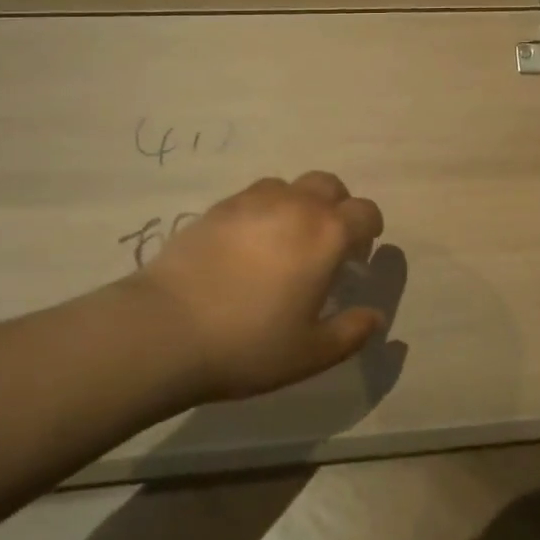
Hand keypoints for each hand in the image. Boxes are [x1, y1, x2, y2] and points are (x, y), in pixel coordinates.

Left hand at [129, 172, 386, 401]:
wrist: (165, 329)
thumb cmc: (248, 344)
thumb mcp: (310, 354)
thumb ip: (351, 333)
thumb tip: (374, 317)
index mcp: (327, 235)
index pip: (365, 212)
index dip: (370, 229)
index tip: (360, 253)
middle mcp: (296, 206)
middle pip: (330, 185)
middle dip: (337, 207)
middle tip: (326, 243)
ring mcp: (254, 201)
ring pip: (290, 186)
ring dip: (299, 204)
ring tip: (285, 239)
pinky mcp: (218, 207)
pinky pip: (254, 195)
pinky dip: (264, 210)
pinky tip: (249, 243)